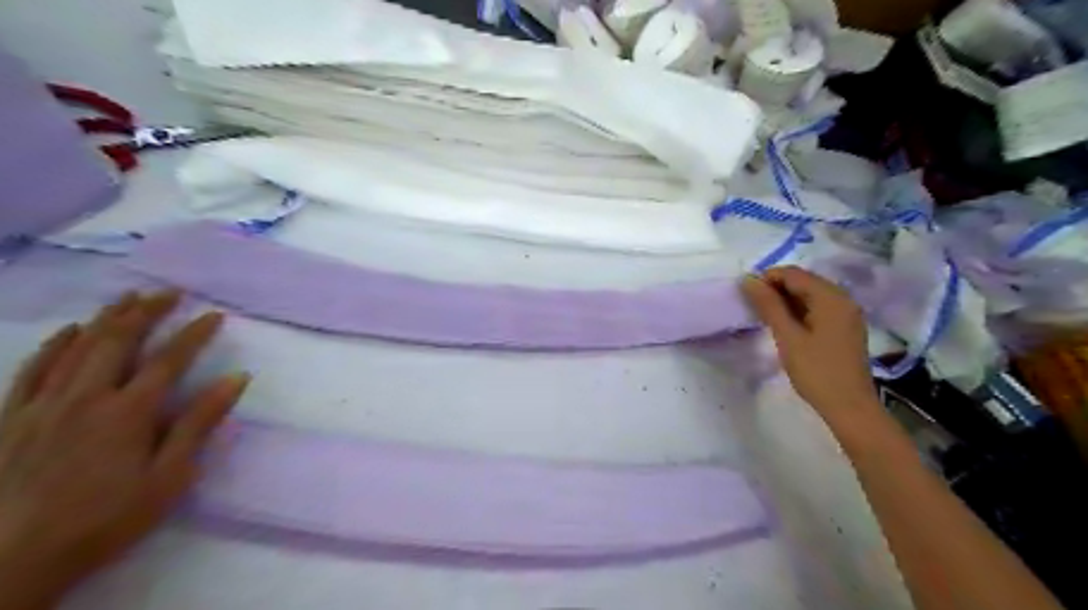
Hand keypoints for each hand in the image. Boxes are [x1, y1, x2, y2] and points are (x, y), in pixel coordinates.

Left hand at [1, 291, 247, 609]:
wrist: (12, 560)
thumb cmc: (108, 517)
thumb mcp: (170, 476)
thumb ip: (200, 423)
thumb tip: (236, 378)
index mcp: (129, 412)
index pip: (169, 360)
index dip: (194, 334)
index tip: (214, 315)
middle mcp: (85, 397)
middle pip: (119, 341)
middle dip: (146, 311)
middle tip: (169, 292)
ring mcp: (42, 404)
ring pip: (76, 347)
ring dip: (106, 318)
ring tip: (128, 297)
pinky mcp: (10, 418)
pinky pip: (33, 369)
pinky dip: (54, 345)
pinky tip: (69, 331)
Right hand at [739, 264, 881, 426]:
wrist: (849, 407)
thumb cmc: (816, 371)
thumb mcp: (787, 337)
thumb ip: (768, 306)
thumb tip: (748, 279)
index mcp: (831, 297)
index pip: (793, 274)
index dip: (767, 278)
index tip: (745, 294)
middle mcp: (842, 299)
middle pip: (803, 281)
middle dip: (775, 289)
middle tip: (752, 307)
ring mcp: (846, 314)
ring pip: (809, 295)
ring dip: (785, 301)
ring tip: (764, 317)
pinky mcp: (844, 328)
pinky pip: (817, 308)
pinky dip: (798, 311)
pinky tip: (784, 326)